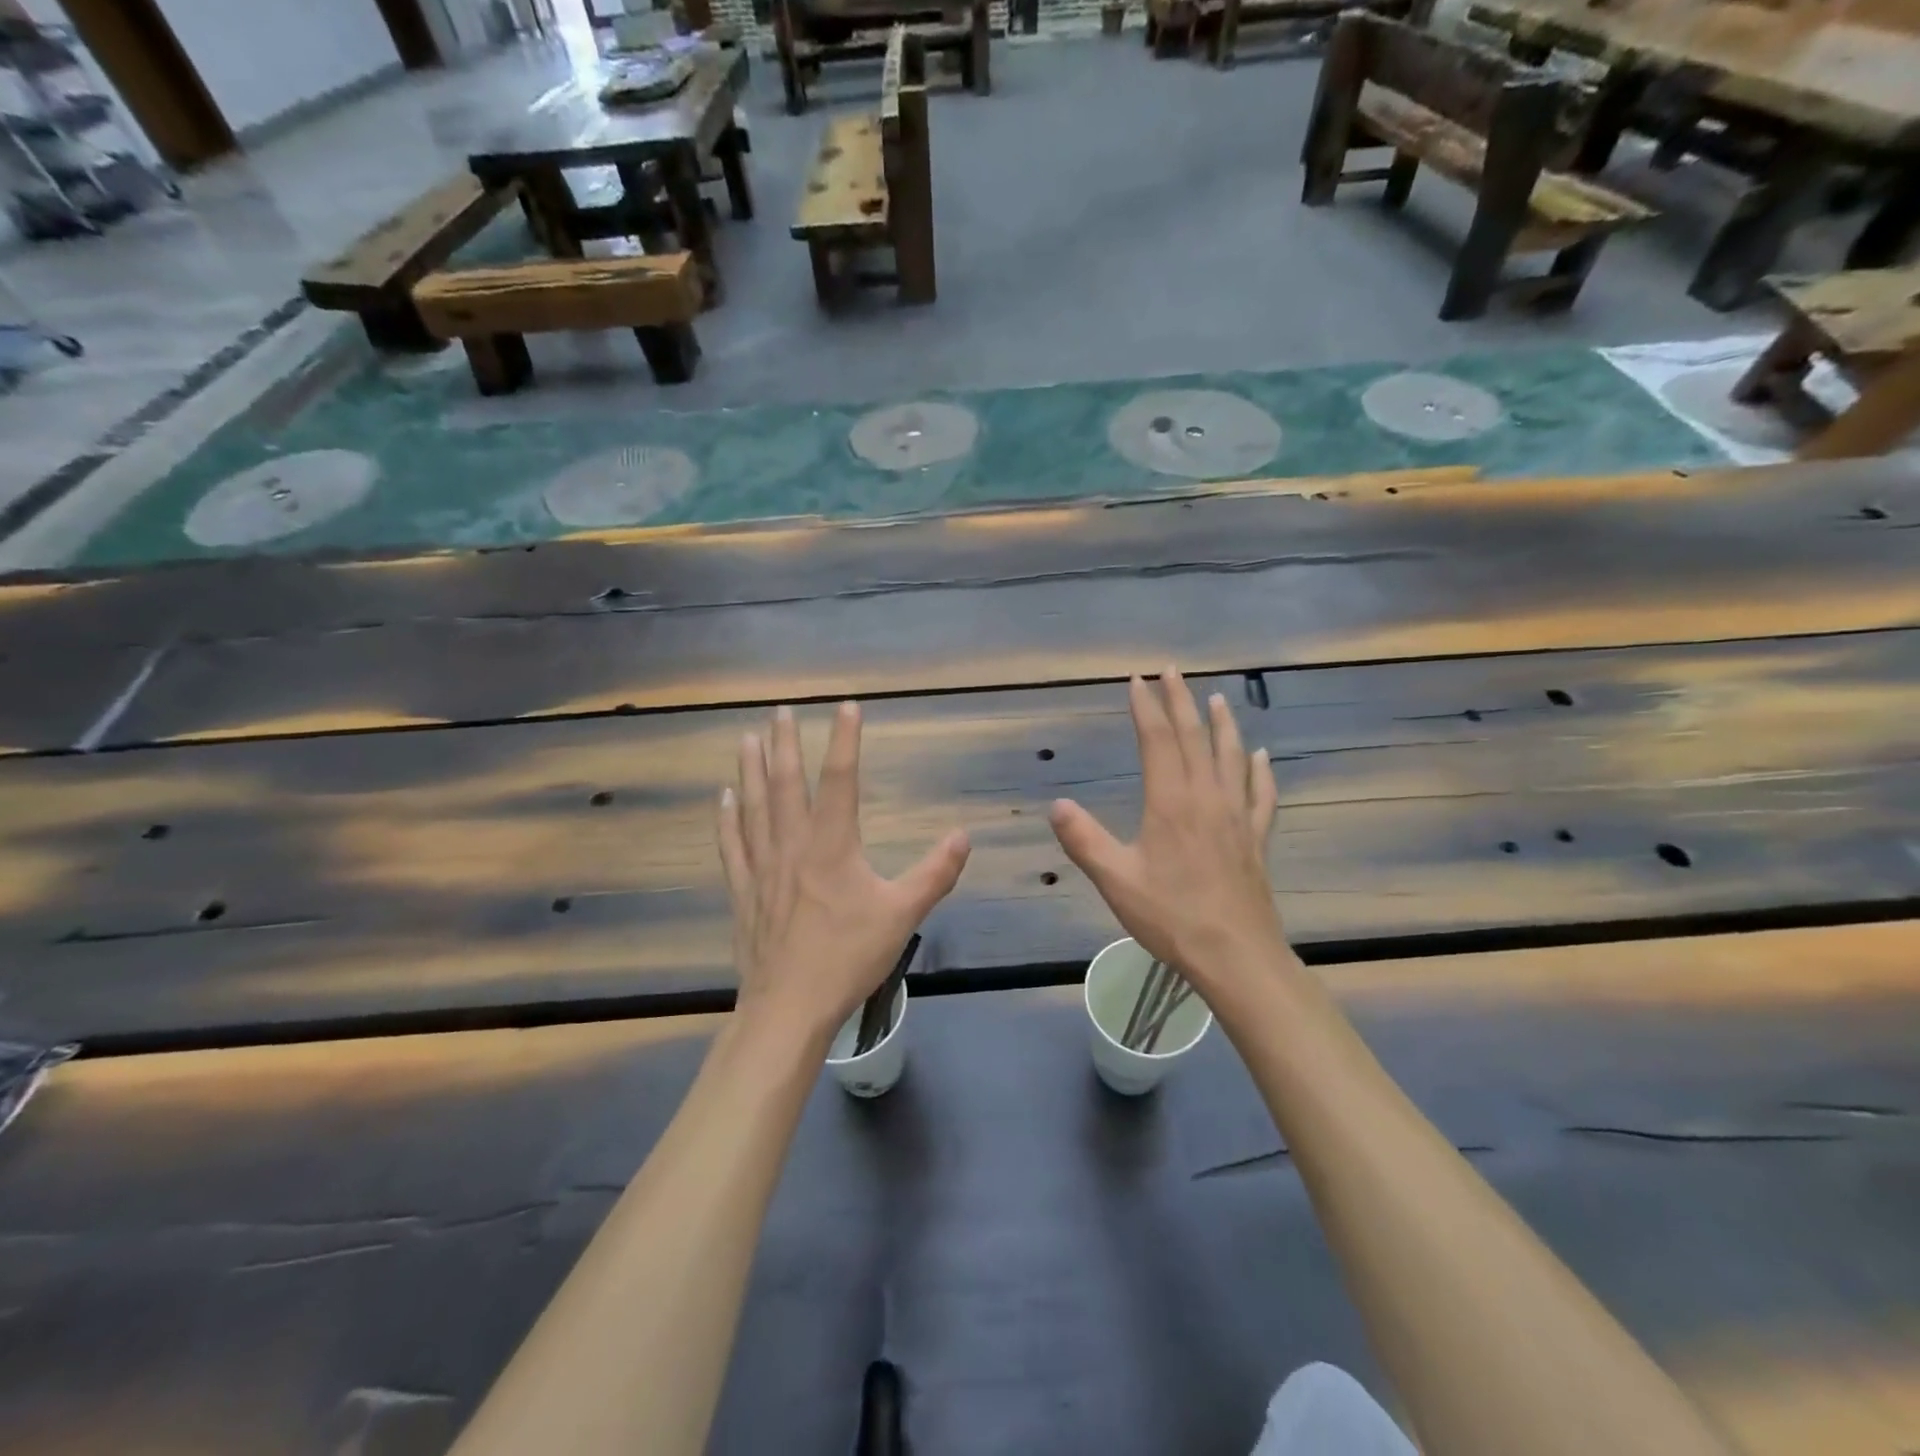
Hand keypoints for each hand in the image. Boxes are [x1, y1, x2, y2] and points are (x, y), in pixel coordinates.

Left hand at [718, 702, 970, 1046]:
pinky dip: (726, 818)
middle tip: (779, 710)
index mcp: (832, 846)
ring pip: (753, 807)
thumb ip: (934, 873)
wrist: (790, 1007)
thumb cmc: (848, 957)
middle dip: (784, 744)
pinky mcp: (744, 892)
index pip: (839, 781)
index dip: (844, 741)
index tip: (846, 706)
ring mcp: (762, 867)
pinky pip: (732, 845)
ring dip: (751, 770)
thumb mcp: (902, 915)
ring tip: (747, 737)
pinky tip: (722, 798)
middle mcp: (792, 846)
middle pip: (785, 784)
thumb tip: (963, 836)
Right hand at [1049, 669, 1283, 990]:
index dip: (1146, 708)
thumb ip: (1084, 840)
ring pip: (1231, 757)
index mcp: (1171, 803)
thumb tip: (1057, 805)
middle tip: (1173, 671)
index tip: (1137, 680)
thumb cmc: (1171, 917)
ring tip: (1218, 699)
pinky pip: (1261, 794)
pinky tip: (1261, 756)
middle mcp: (1207, 799)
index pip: (1158, 742)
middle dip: (1182, 701)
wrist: (1235, 955)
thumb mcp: (1116, 880)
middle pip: (1195, 738)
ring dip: (1223, 725)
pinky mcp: (1256, 838)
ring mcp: (1237, 817)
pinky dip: (1260, 770)